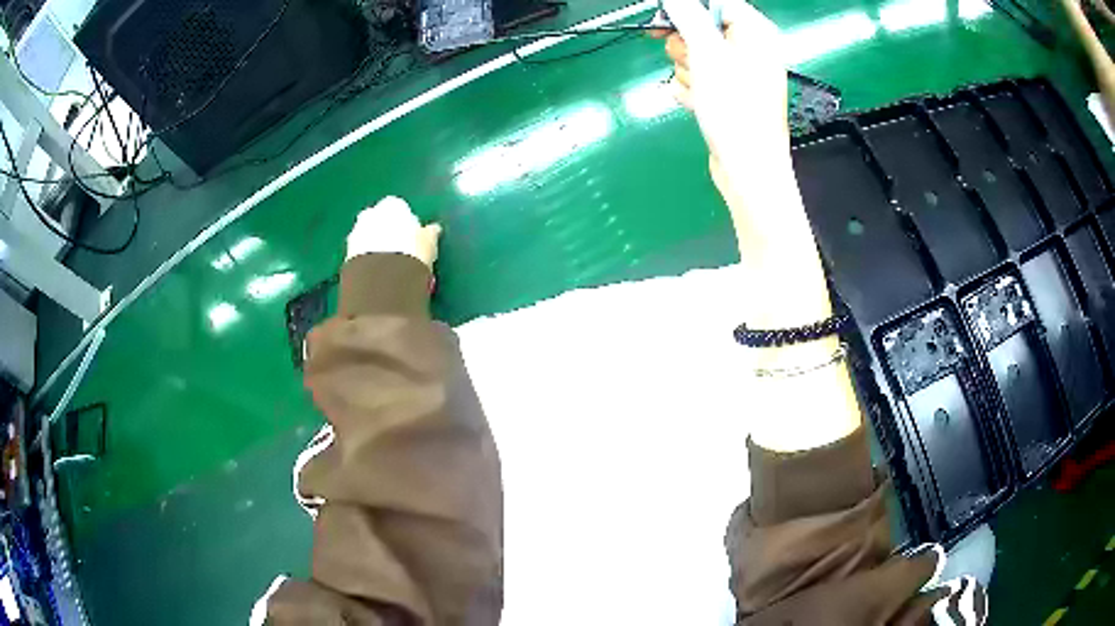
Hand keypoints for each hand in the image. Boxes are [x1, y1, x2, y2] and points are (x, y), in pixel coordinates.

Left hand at [346, 196, 441, 268]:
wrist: (382, 276)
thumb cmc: (412, 251)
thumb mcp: (429, 242)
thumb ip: (429, 233)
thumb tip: (434, 229)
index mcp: (392, 205)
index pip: (399, 208)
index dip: (406, 222)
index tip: (412, 236)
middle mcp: (371, 213)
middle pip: (379, 219)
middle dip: (386, 231)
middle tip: (399, 250)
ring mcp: (356, 233)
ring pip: (367, 236)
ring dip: (375, 245)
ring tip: (388, 264)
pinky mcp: (347, 254)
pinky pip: (359, 253)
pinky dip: (367, 259)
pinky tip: (377, 272)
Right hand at [659, 7, 811, 255]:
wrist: (748, 169)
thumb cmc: (736, 109)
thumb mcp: (708, 54)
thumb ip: (689, 17)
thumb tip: (676, 0)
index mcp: (755, 32)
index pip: (716, 3)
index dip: (687, 10)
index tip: (662, 20)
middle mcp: (750, 49)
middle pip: (701, 28)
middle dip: (687, 47)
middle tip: (691, 63)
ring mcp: (738, 74)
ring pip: (695, 55)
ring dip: (687, 72)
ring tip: (701, 91)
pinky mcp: (727, 95)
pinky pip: (697, 79)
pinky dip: (692, 90)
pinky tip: (700, 104)